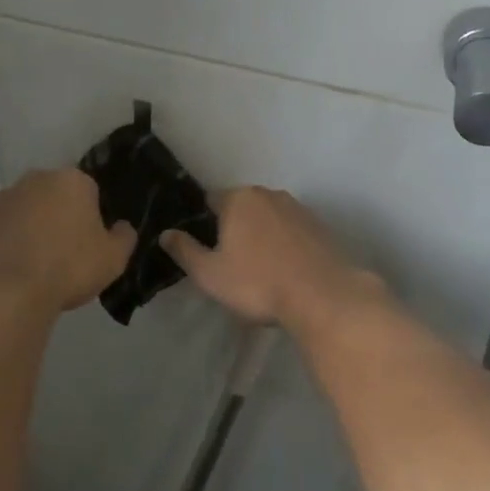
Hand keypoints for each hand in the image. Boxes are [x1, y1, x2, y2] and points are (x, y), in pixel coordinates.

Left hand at [0, 170, 135, 313]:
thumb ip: (124, 237)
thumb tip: (122, 226)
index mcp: (72, 181)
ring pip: (25, 209)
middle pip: (54, 195)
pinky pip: (0, 227)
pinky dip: (6, 241)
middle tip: (64, 252)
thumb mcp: (114, 259)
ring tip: (35, 264)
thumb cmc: (69, 268)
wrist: (8, 292)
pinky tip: (12, 268)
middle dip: (59, 216)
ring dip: (31, 227)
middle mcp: (36, 179)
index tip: (89, 242)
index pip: (89, 191)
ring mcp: (2, 198)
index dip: (91, 216)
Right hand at [160, 187, 383, 329]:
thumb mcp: (209, 274)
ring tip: (260, 267)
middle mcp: (268, 194)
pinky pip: (292, 230)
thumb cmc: (258, 283)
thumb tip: (166, 234)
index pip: (210, 200)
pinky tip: (286, 269)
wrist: (323, 296)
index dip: (203, 222)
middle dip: (234, 227)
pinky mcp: (321, 226)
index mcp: (238, 199)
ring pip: (269, 218)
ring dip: (261, 235)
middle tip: (230, 261)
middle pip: (241, 207)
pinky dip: (285, 243)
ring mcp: (298, 208)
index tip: (205, 247)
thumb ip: (184, 251)